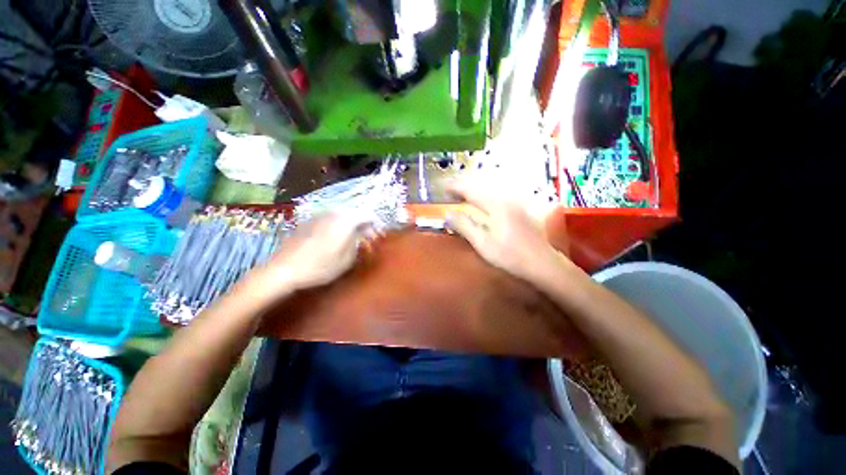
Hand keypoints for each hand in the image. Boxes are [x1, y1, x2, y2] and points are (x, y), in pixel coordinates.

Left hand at [250, 213, 373, 295]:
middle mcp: (333, 213)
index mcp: (345, 220)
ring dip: (350, 225)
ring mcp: (318, 215)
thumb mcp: (347, 259)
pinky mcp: (308, 221)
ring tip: (352, 238)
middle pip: (354, 213)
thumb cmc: (320, 266)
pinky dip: (337, 226)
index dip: (375, 223)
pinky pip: (329, 219)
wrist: (284, 269)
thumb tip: (360, 235)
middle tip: (367, 237)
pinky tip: (334, 239)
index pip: (367, 214)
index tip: (378, 234)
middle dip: (363, 224)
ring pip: (341, 215)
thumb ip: (358, 243)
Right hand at [445, 182, 566, 282]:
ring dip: (475, 192)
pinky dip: (485, 197)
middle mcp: (506, 200)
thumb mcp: (482, 243)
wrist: (542, 264)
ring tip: (464, 195)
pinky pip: (498, 198)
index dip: (457, 188)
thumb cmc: (510, 255)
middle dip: (465, 187)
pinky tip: (483, 203)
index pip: (472, 191)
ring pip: (491, 192)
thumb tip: (448, 214)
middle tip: (452, 189)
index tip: (445, 187)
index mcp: (496, 206)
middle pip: (482, 188)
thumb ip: (464, 226)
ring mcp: (516, 205)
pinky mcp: (520, 211)